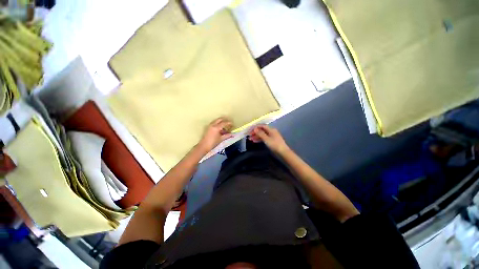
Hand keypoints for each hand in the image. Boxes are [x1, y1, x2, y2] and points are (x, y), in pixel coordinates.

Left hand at [197, 117, 233, 153]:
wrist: (204, 146)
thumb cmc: (213, 143)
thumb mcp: (221, 139)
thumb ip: (227, 135)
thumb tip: (232, 134)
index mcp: (216, 127)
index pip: (224, 123)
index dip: (229, 123)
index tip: (232, 124)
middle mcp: (213, 125)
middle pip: (220, 119)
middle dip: (224, 120)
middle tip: (228, 124)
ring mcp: (210, 126)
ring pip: (217, 121)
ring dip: (221, 123)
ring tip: (225, 128)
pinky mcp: (208, 128)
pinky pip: (214, 124)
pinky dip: (218, 125)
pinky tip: (221, 130)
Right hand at [249, 125, 288, 154]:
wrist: (283, 152)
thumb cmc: (274, 144)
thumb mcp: (266, 139)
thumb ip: (260, 133)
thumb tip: (255, 128)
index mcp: (271, 129)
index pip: (262, 126)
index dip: (256, 127)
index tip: (250, 130)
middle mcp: (271, 131)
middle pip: (262, 130)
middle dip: (255, 132)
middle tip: (249, 135)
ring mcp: (272, 136)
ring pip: (262, 134)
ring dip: (256, 136)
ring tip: (250, 139)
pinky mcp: (272, 140)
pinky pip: (264, 138)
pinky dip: (260, 139)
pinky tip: (255, 141)